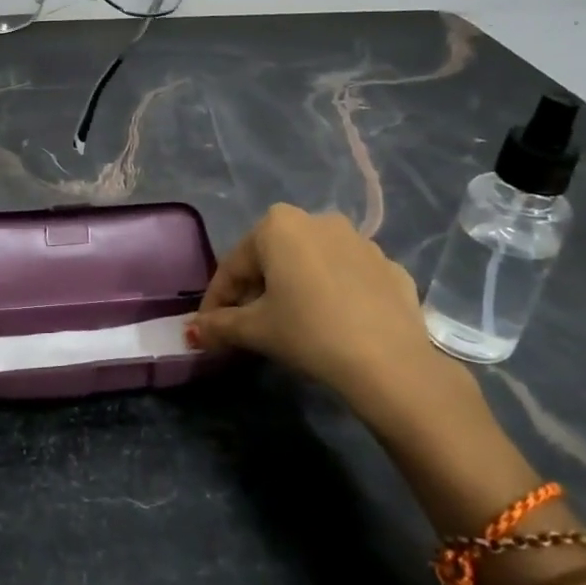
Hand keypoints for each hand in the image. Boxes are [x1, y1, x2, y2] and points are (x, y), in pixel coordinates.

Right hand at [187, 205, 490, 445]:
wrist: (391, 363)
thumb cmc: (309, 332)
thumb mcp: (255, 330)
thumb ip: (220, 325)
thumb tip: (193, 331)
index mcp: (278, 225)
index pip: (234, 266)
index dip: (217, 299)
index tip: (210, 327)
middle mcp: (318, 220)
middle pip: (273, 259)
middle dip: (256, 290)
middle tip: (248, 326)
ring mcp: (360, 241)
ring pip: (312, 265)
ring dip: (295, 289)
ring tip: (292, 325)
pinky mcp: (391, 267)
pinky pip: (348, 278)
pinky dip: (334, 295)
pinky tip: (334, 324)